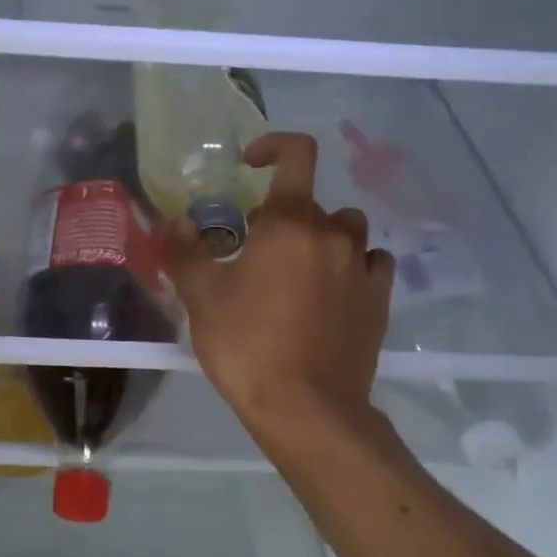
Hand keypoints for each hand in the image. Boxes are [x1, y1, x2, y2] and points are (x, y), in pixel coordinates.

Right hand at [164, 132, 395, 449]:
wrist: (307, 409)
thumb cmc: (247, 346)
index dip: (274, 146)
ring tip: (296, 268)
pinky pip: (370, 263)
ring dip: (322, 236)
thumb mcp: (201, 298)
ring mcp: (361, 267)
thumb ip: (184, 251)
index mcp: (289, 224)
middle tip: (254, 250)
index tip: (251, 165)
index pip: (297, 154)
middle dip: (282, 215)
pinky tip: (332, 290)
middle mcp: (331, 234)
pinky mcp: (379, 300)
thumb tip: (176, 222)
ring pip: (346, 229)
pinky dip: (351, 265)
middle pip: (312, 202)